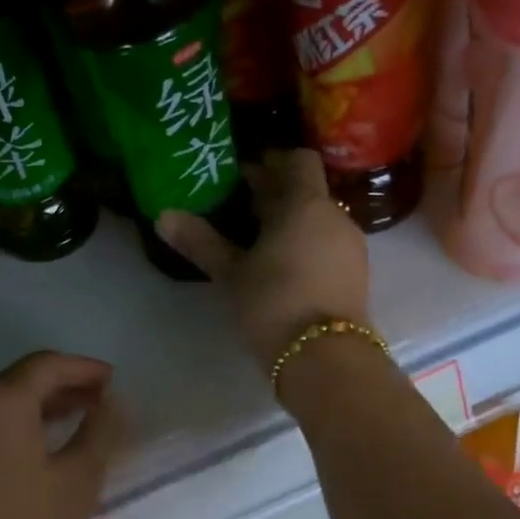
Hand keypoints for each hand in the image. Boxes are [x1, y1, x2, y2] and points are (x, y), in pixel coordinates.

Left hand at [0, 352, 121, 518]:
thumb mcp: (79, 478)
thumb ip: (101, 430)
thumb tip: (113, 402)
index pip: (46, 365)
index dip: (84, 368)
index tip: (113, 381)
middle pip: (20, 379)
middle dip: (64, 385)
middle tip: (101, 400)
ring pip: (1, 404)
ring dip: (41, 406)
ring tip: (79, 420)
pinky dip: (17, 426)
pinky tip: (41, 447)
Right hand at [156, 149, 372, 371]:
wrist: (325, 357)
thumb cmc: (274, 303)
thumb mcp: (231, 274)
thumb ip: (200, 241)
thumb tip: (163, 216)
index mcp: (306, 204)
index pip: (298, 160)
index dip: (273, 162)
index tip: (244, 175)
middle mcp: (336, 216)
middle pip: (307, 192)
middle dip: (275, 197)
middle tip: (238, 210)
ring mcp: (351, 247)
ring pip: (319, 221)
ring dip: (291, 225)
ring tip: (257, 244)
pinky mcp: (356, 276)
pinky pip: (328, 246)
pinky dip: (306, 247)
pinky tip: (282, 270)